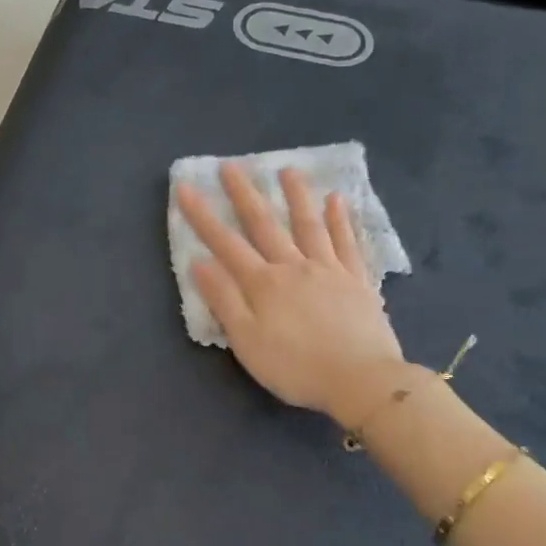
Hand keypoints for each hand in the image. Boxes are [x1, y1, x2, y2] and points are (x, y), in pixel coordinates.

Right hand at [177, 163, 406, 426]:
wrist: (361, 380)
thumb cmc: (296, 367)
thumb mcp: (247, 342)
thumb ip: (224, 301)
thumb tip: (199, 263)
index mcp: (263, 284)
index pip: (225, 243)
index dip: (203, 215)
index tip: (185, 187)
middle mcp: (294, 267)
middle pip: (265, 225)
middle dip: (244, 194)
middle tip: (231, 165)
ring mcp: (329, 270)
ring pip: (309, 225)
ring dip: (296, 195)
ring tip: (288, 169)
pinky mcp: (357, 280)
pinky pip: (347, 242)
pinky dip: (341, 220)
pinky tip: (337, 201)